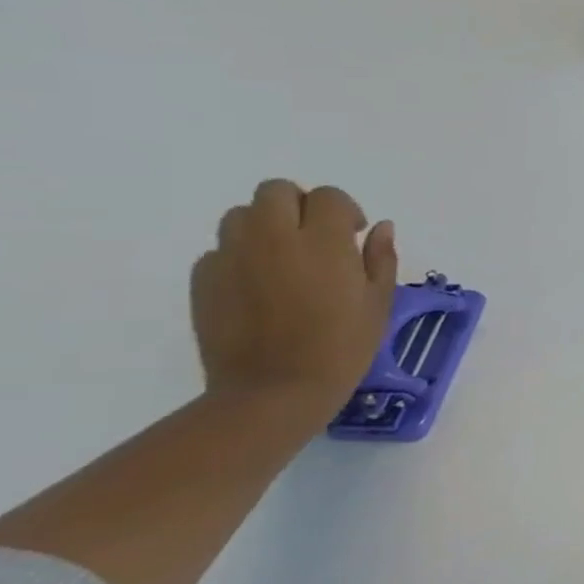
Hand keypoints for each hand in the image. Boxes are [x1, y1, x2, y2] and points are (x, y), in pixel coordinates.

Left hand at [191, 180, 397, 424]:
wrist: (274, 391)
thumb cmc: (342, 347)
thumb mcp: (379, 302)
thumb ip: (380, 258)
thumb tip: (379, 227)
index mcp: (323, 242)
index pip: (328, 197)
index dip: (344, 210)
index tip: (353, 234)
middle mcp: (273, 239)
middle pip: (276, 191)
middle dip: (299, 204)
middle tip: (316, 236)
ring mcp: (232, 257)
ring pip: (241, 215)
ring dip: (266, 225)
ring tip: (284, 257)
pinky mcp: (204, 280)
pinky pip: (220, 250)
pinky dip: (241, 255)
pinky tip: (259, 285)